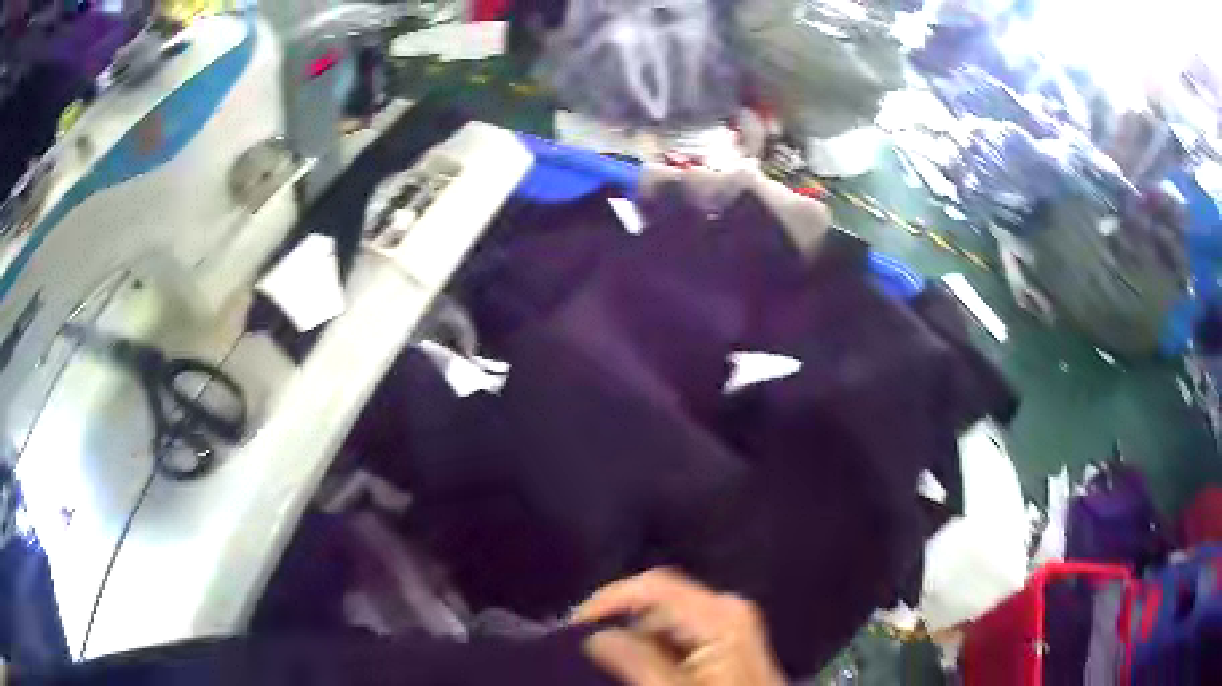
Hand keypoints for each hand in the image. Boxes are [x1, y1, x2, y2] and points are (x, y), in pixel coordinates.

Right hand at [574, 569, 785, 685]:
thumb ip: (638, 662)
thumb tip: (595, 635)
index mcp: (720, 614)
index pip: (654, 584)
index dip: (609, 599)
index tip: (575, 624)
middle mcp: (727, 608)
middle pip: (658, 597)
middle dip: (620, 619)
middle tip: (585, 647)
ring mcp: (730, 621)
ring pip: (666, 615)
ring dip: (635, 635)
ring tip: (609, 660)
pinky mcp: (727, 637)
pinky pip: (680, 629)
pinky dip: (654, 644)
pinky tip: (640, 664)